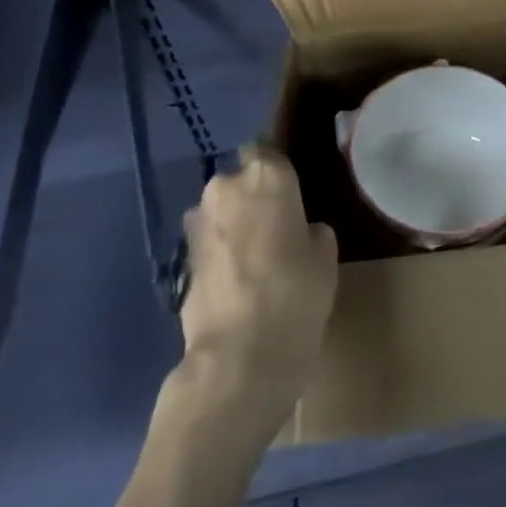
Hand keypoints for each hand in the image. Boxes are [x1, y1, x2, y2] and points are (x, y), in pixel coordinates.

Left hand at [167, 143, 338, 425]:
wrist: (239, 357)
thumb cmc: (296, 293)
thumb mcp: (325, 254)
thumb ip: (310, 229)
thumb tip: (298, 231)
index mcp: (267, 174)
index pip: (268, 149)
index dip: (277, 170)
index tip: (290, 189)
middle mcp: (226, 187)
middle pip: (240, 180)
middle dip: (252, 197)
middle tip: (276, 225)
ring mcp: (197, 224)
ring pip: (220, 211)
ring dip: (233, 224)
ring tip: (255, 255)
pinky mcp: (180, 260)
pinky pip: (209, 243)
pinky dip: (220, 253)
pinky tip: (238, 279)